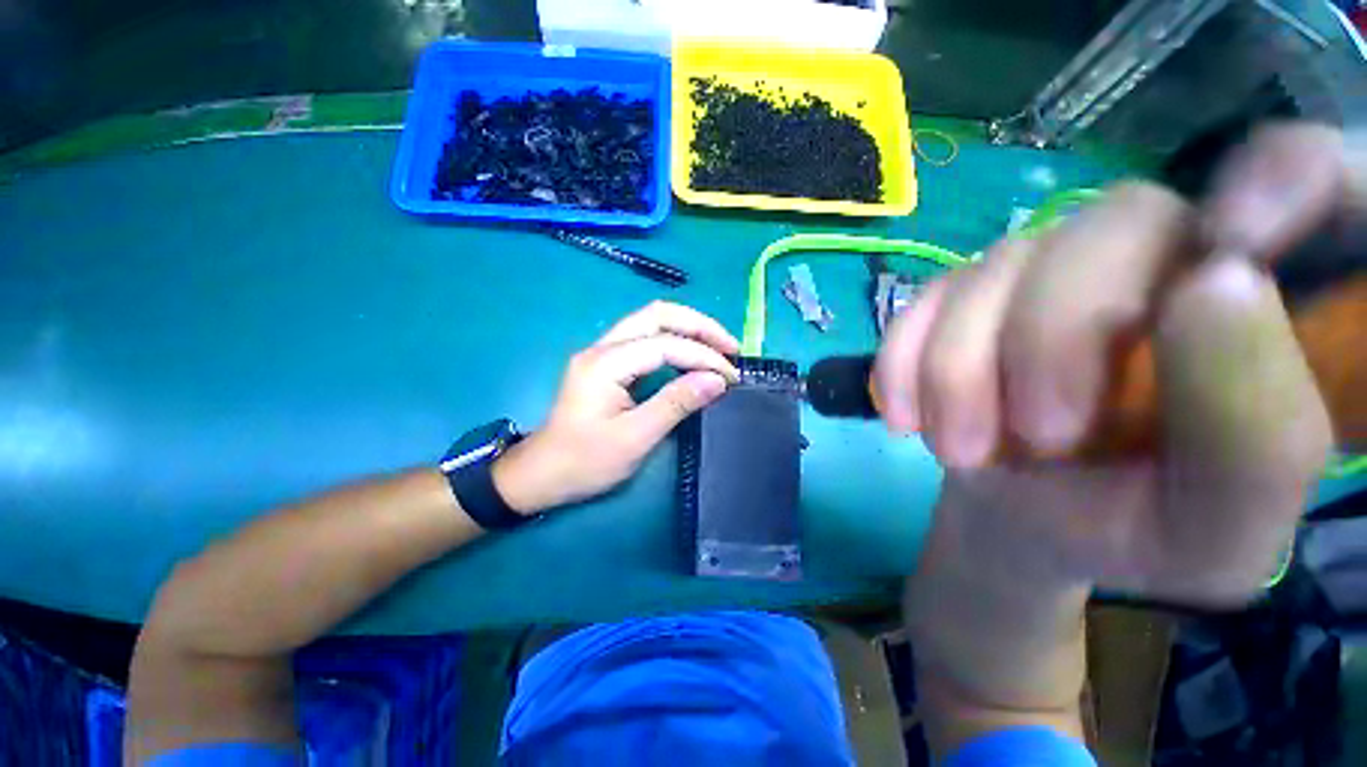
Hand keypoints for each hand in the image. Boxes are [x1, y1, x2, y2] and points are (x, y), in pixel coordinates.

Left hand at [493, 302, 739, 514]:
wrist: (542, 473)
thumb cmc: (585, 461)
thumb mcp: (635, 437)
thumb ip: (676, 404)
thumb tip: (717, 380)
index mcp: (605, 363)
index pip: (665, 345)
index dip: (703, 356)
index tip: (731, 376)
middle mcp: (602, 347)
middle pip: (657, 315)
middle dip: (699, 325)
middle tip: (730, 347)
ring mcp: (602, 352)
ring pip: (651, 322)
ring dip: (688, 329)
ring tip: (718, 347)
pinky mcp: (607, 363)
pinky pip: (646, 339)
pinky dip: (675, 341)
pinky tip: (691, 355)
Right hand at [879, 123, 1341, 605]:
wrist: (1027, 518)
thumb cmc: (1138, 529)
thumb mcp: (1219, 529)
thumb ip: (1257, 432)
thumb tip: (1217, 280)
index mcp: (1264, 302)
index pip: (1312, 168)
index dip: (1284, 176)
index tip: (1227, 265)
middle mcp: (1160, 253)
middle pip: (1113, 221)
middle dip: (1050, 337)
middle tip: (1033, 437)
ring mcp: (1047, 266)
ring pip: (998, 266)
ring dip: (958, 370)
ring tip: (958, 450)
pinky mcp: (965, 293)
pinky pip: (926, 299)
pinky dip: (905, 361)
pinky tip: (906, 416)